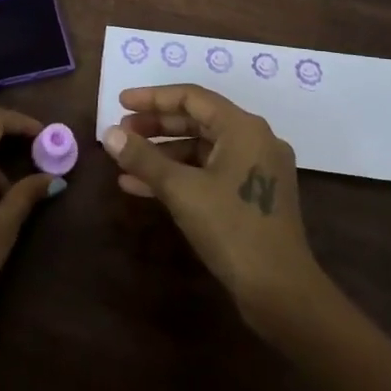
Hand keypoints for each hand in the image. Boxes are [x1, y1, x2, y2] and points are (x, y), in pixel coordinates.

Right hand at [102, 83, 331, 335]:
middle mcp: (254, 140)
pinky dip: (179, 175)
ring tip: (125, 160)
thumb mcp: (181, 190)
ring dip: (162, 153)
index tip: (120, 102)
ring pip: (201, 148)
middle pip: (197, 120)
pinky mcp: (252, 196)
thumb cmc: (232, 230)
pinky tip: (141, 187)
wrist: (281, 293)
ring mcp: (256, 169)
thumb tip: (109, 134)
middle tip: (121, 132)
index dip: (152, 98)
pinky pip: (209, 172)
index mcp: (243, 128)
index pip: (192, 97)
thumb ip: (144, 158)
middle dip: (155, 126)